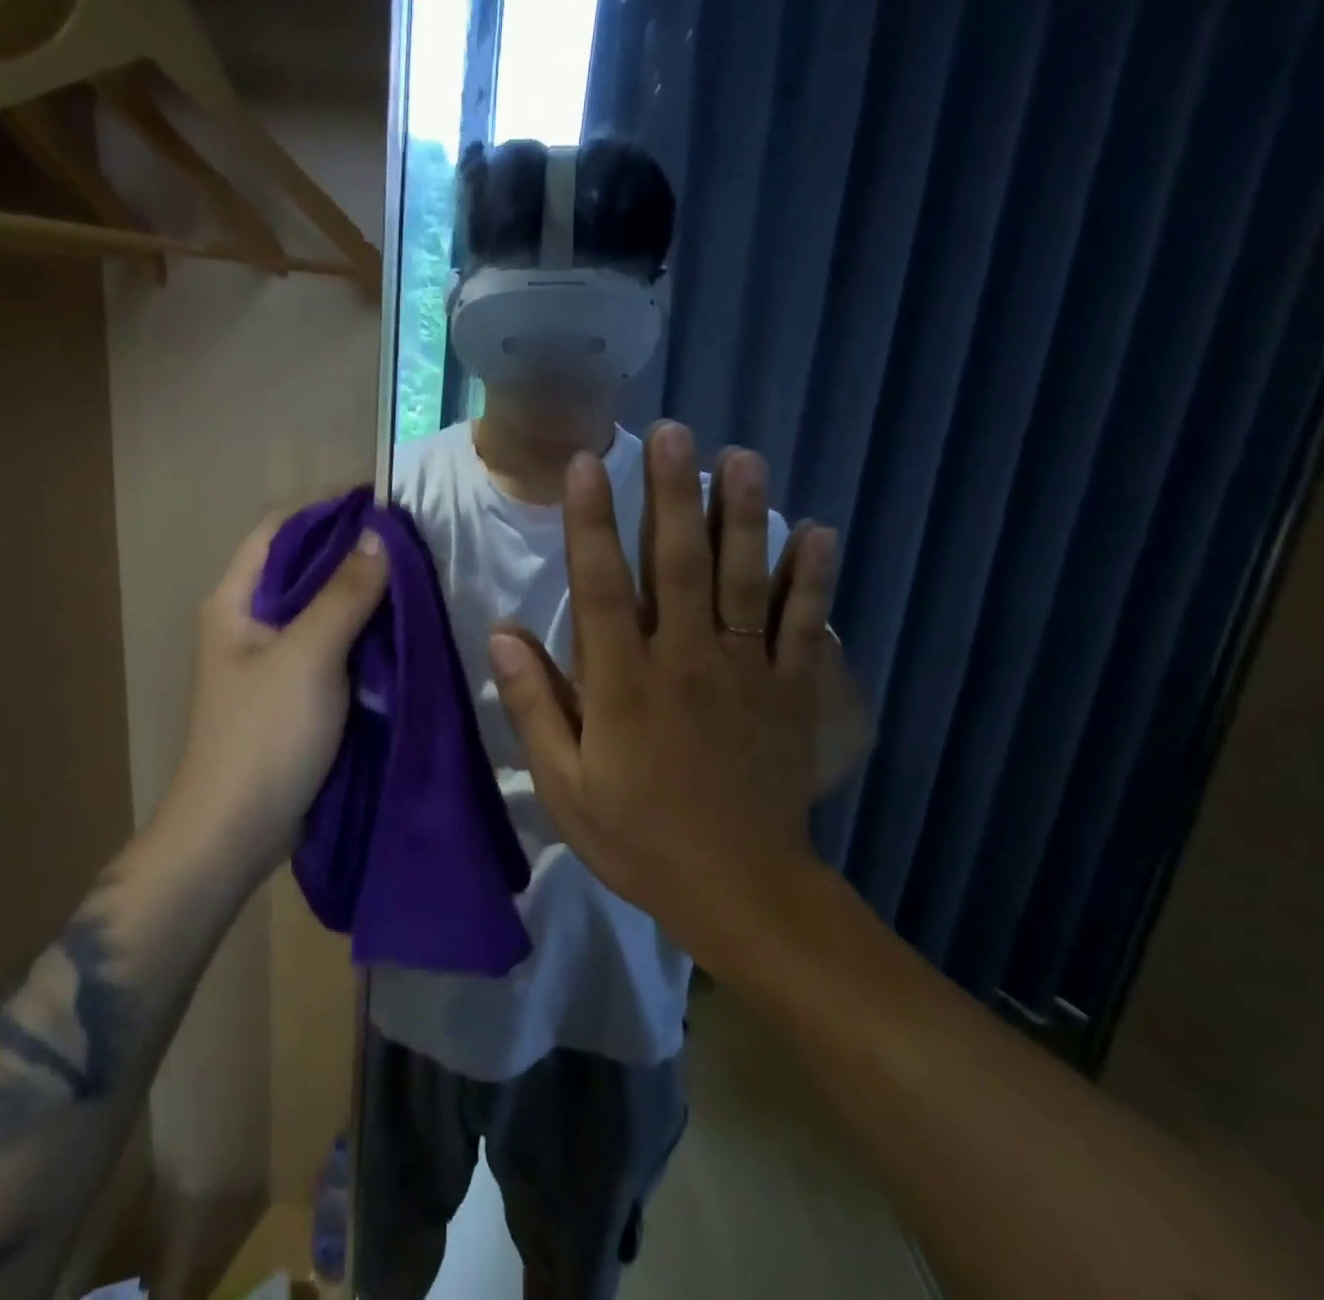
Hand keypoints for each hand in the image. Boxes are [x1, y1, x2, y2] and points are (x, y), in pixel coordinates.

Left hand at [165, 510, 388, 881]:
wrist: (235, 832)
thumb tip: (379, 534)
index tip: (384, 504)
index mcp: (236, 599)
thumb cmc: (264, 736)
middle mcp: (250, 619)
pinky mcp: (295, 690)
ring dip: (363, 592)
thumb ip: (344, 594)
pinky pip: (333, 644)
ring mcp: (272, 658)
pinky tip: (401, 628)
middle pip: (303, 565)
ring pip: (322, 606)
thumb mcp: (309, 657)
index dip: (328, 508)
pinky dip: (364, 631)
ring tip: (416, 579)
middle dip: (354, 550)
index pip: (281, 529)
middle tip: (413, 544)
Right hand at [487, 422, 839, 964]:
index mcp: (624, 683)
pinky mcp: (793, 691)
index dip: (592, 522)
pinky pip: (804, 626)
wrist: (741, 890)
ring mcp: (746, 671)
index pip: (602, 586)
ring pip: (744, 580)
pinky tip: (820, 531)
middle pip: (678, 563)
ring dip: (743, 515)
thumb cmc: (640, 837)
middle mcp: (686, 660)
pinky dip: (813, 579)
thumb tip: (502, 636)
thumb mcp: (566, 786)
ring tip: (741, 457)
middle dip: (672, 493)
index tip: (587, 463)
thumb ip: (534, 707)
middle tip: (672, 432)